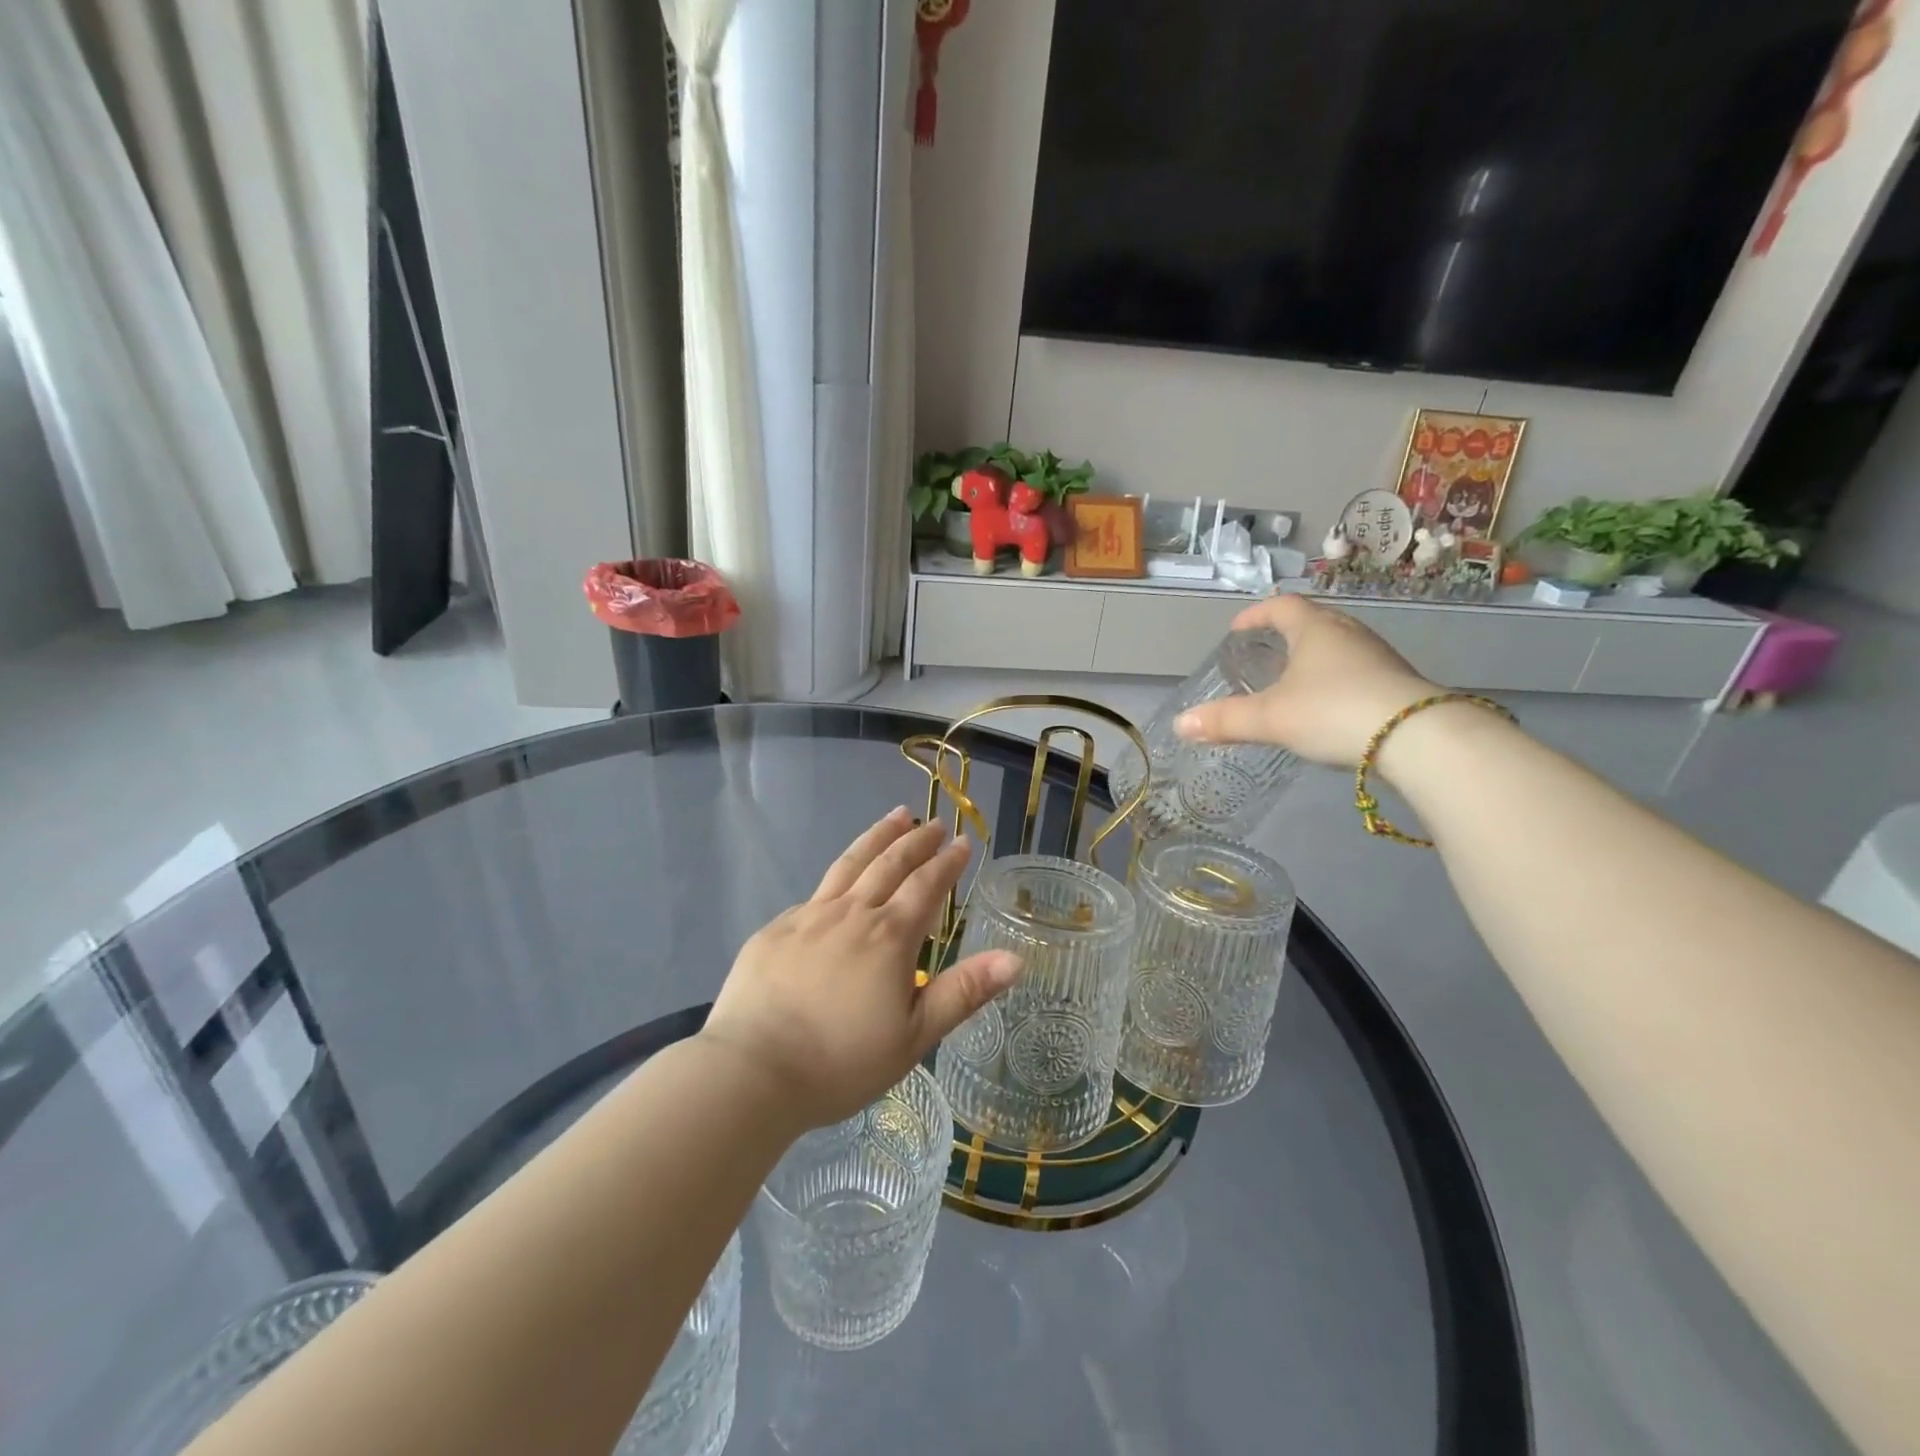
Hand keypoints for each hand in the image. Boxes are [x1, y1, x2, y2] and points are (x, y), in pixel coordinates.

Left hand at [700, 809, 1020, 1128]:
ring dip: (877, 838)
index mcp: (889, 937)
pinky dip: (837, 877)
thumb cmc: (841, 1062)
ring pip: (849, 864)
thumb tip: (1016, 958)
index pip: (926, 886)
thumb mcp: (914, 1036)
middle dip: (916, 840)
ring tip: (895, 816)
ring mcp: (808, 917)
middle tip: (934, 823)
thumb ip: (964, 992)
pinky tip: (839, 882)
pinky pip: (815, 894)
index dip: (947, 863)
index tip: (963, 841)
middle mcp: (851, 914)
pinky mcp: (775, 930)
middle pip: (889, 864)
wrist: (751, 1072)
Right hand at [1174, 595, 1435, 766]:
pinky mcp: (1396, 683)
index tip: (1238, 629)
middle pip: (1312, 622)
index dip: (1255, 614)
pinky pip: (1356, 670)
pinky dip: (1334, 680)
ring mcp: (1377, 656)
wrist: (1417, 737)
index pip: (1281, 606)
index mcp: (1315, 629)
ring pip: (1337, 647)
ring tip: (1292, 682)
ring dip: (1312, 658)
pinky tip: (1327, 706)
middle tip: (1264, 653)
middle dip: (1285, 635)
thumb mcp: (1270, 718)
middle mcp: (1348, 633)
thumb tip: (1180, 724)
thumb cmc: (1333, 711)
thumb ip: (1225, 720)